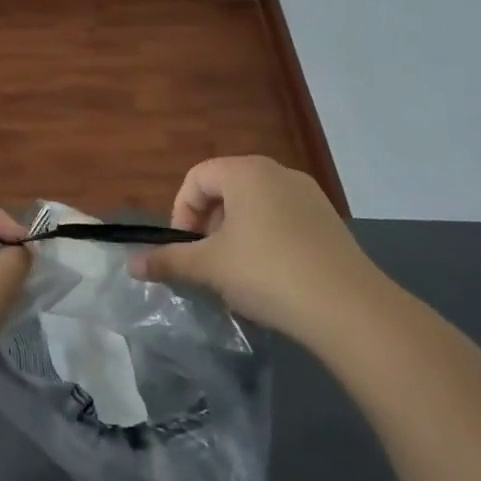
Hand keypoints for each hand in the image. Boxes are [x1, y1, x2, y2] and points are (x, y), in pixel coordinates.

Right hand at [130, 155, 391, 349]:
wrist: (349, 308)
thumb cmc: (267, 273)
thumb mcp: (209, 267)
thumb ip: (168, 261)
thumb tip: (132, 264)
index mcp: (246, 172)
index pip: (197, 177)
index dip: (181, 211)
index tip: (184, 248)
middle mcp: (278, 173)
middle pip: (226, 188)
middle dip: (208, 223)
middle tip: (207, 260)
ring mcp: (309, 196)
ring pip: (255, 205)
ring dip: (236, 233)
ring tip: (236, 272)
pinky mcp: (329, 221)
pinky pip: (283, 220)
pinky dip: (266, 239)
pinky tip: (271, 277)